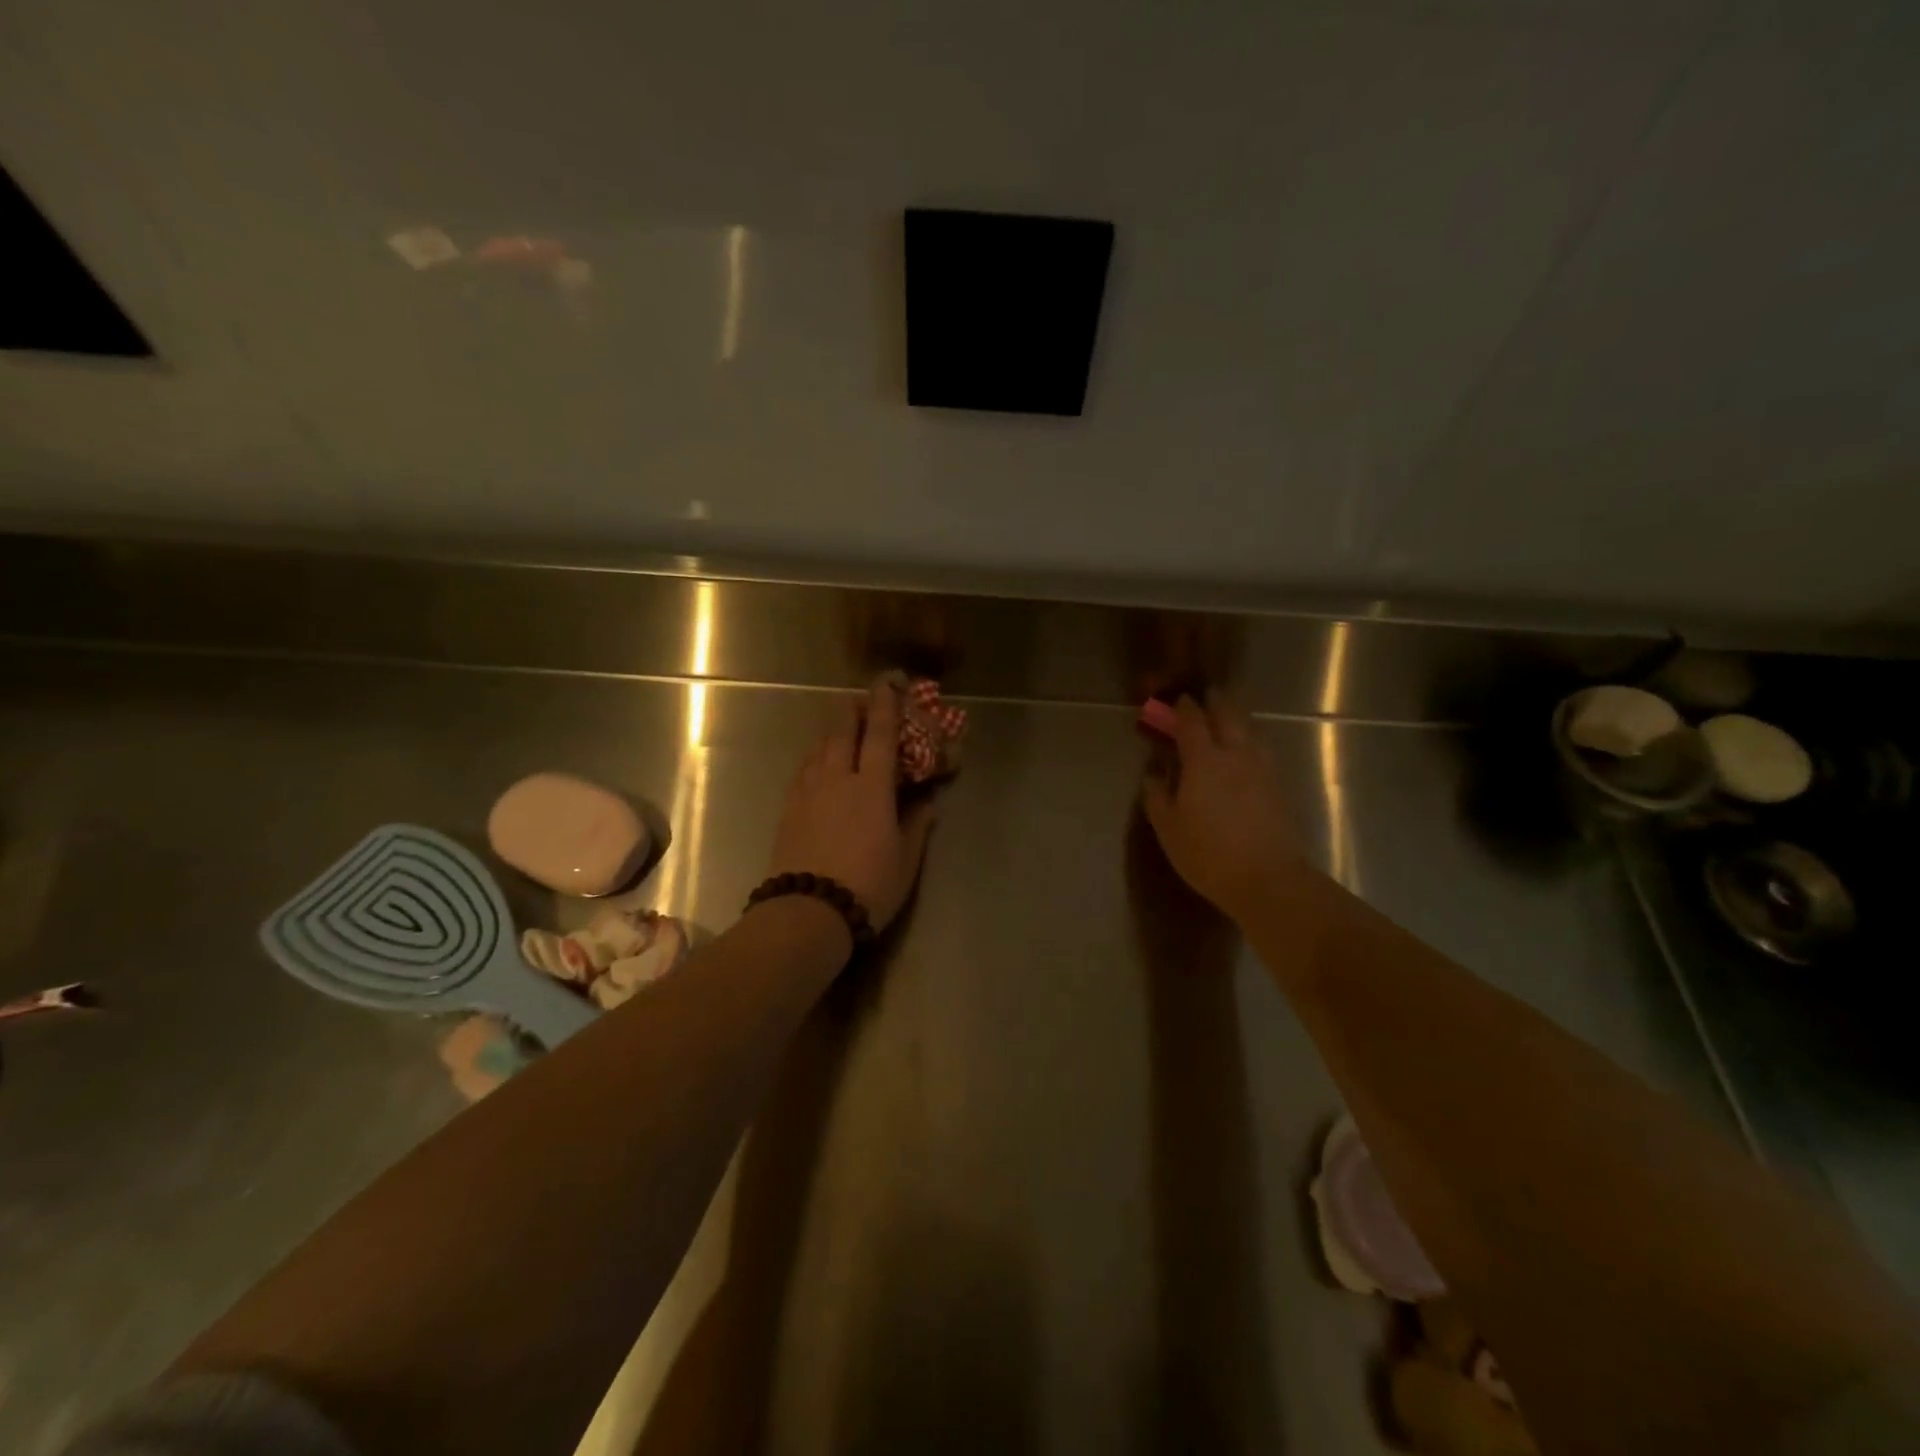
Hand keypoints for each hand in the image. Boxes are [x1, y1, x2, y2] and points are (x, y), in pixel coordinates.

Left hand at [765, 676, 938, 934]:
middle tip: (862, 700)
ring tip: (840, 728)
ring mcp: (807, 792)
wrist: (808, 912)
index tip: (888, 683)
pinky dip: (814, 757)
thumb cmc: (868, 886)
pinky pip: (802, 770)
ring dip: (832, 731)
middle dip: (853, 711)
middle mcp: (837, 779)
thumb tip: (926, 803)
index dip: (885, 705)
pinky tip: (816, 763)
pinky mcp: (787, 809)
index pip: (879, 735)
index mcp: (871, 787)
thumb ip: (916, 826)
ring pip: (818, 748)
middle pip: (842, 732)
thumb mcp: (905, 860)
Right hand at [1141, 694, 1303, 922]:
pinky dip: (1250, 743)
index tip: (1178, 701)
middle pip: (1228, 716)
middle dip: (1216, 703)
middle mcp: (1236, 756)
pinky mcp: (1279, 787)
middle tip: (1206, 698)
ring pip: (1251, 732)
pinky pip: (1262, 752)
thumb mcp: (1168, 829)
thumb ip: (1157, 796)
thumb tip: (1153, 774)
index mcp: (1204, 761)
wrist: (1268, 880)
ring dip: (1237, 720)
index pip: (1193, 722)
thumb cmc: (1208, 854)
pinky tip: (1246, 755)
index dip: (1184, 708)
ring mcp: (1262, 770)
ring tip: (1227, 722)